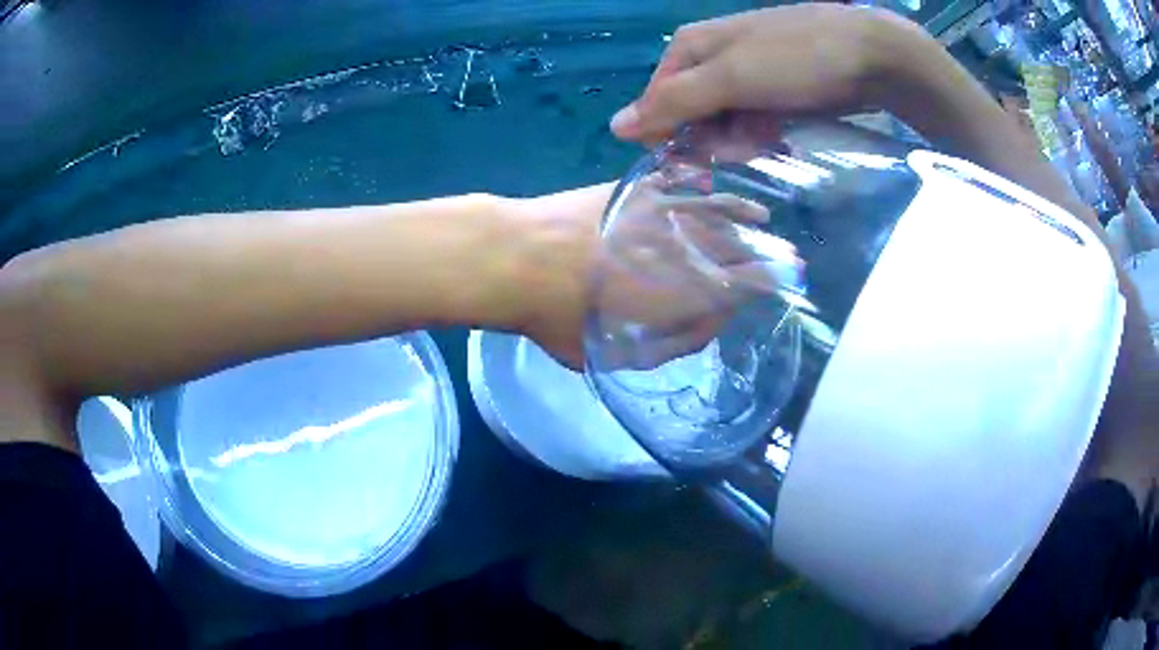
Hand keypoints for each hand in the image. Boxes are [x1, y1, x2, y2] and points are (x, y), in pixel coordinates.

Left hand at [507, 182, 791, 370]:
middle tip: (779, 256)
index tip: (775, 285)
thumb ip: (651, 346)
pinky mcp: (632, 191)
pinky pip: (679, 187)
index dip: (761, 286)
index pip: (738, 287)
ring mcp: (657, 213)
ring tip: (761, 217)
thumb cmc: (555, 314)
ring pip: (713, 212)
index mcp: (682, 292)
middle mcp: (680, 247)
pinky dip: (703, 191)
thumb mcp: (604, 351)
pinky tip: (713, 189)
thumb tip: (681, 334)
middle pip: (732, 247)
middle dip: (758, 253)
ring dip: (741, 217)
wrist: (514, 256)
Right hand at [609, 4, 924, 144]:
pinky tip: (780, 133)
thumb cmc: (797, 60)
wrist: (872, 53)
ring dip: (740, 137)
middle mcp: (714, 54)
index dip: (670, 133)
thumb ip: (673, 102)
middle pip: (691, 109)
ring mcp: (749, 68)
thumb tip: (614, 126)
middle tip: (742, 149)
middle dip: (712, 137)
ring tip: (768, 140)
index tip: (693, 162)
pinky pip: (754, 114)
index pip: (657, 100)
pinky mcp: (778, 84)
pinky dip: (763, 130)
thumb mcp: (731, 78)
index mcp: (691, 46)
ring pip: (724, 116)